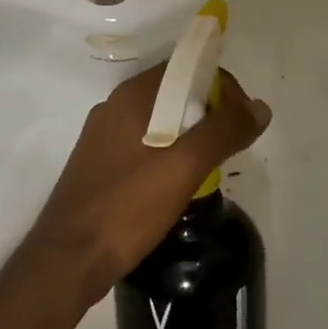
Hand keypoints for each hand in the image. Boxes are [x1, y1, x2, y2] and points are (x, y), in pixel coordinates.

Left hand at [25, 62, 270, 304]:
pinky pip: (145, 145)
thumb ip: (223, 132)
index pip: (187, 68)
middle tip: (229, 149)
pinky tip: (179, 184)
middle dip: (209, 113)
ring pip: (161, 121)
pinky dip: (170, 154)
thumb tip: (260, 107)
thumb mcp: (183, 166)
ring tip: (210, 168)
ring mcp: (104, 138)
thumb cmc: (126, 206)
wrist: (67, 260)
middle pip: (174, 93)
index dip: (222, 88)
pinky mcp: (101, 166)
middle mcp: (115, 108)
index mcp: (131, 96)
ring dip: (191, 136)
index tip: (241, 124)